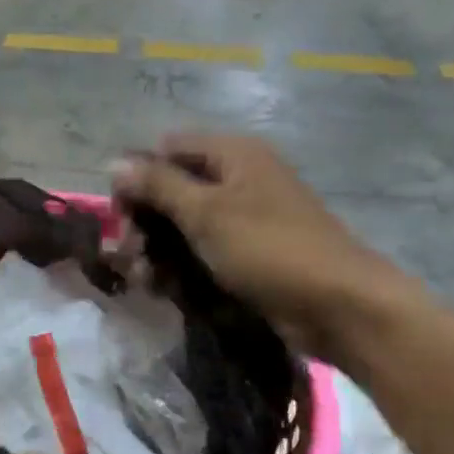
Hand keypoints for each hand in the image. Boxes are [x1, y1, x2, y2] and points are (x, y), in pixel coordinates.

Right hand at [110, 132, 411, 354]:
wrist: (338, 304)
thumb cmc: (268, 248)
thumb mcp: (206, 212)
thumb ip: (158, 185)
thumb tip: (114, 162)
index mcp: (233, 154)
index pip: (167, 149)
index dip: (138, 176)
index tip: (120, 214)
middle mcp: (239, 178)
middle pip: (173, 188)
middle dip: (145, 222)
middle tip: (128, 256)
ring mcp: (246, 217)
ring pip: (184, 225)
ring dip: (157, 250)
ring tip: (144, 281)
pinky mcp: (250, 253)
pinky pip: (204, 250)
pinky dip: (181, 266)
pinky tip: (164, 290)